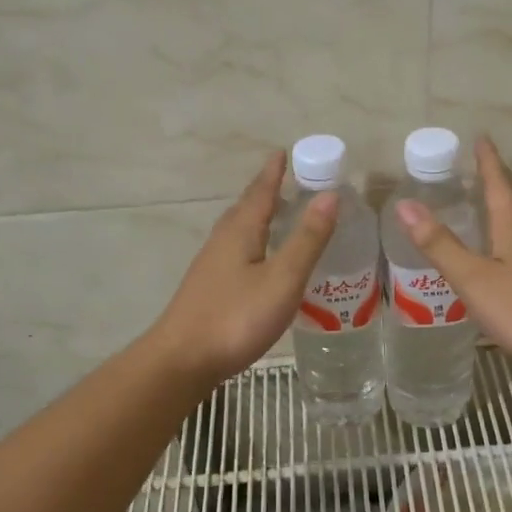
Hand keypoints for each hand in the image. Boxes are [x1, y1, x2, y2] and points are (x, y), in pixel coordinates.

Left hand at [148, 152, 337, 386]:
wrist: (183, 360)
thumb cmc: (236, 317)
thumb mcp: (282, 278)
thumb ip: (307, 239)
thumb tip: (329, 196)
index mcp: (241, 232)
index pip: (260, 192)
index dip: (273, 172)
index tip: (282, 152)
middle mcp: (222, 241)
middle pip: (245, 208)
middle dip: (265, 192)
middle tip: (287, 181)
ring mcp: (211, 266)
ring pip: (238, 230)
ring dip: (257, 217)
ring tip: (277, 216)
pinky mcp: (209, 289)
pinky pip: (235, 251)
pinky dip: (252, 243)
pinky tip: (260, 261)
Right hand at [393, 136, 511, 376]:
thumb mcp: (474, 278)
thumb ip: (440, 245)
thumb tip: (405, 204)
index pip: (498, 184)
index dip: (488, 162)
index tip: (481, 138)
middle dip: (495, 186)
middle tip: (477, 173)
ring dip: (505, 215)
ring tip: (486, 213)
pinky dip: (511, 244)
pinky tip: (505, 262)